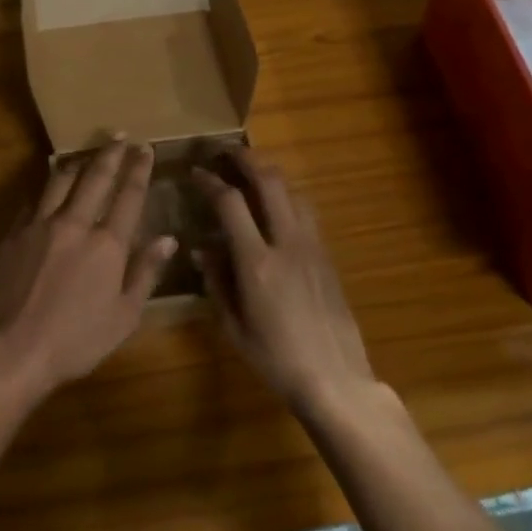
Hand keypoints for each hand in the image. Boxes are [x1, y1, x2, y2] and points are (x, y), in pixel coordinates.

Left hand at [0, 139, 177, 396]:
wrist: (13, 349)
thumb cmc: (77, 340)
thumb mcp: (124, 316)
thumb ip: (145, 272)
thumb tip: (167, 239)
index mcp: (107, 244)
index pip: (128, 195)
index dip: (139, 169)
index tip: (145, 148)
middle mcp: (75, 224)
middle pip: (95, 177)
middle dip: (110, 153)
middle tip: (119, 136)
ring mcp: (40, 225)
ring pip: (60, 181)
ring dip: (77, 163)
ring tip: (86, 154)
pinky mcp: (14, 234)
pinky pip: (33, 202)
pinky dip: (46, 191)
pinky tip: (48, 189)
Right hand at [194, 151, 376, 417]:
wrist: (335, 378)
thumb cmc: (275, 359)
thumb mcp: (233, 326)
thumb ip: (216, 281)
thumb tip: (201, 249)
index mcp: (257, 262)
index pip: (230, 203)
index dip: (211, 182)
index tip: (196, 172)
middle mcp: (287, 243)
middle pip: (270, 182)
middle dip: (246, 159)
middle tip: (227, 152)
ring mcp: (312, 247)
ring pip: (293, 191)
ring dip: (271, 174)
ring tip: (253, 172)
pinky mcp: (327, 256)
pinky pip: (306, 212)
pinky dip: (287, 197)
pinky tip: (277, 207)